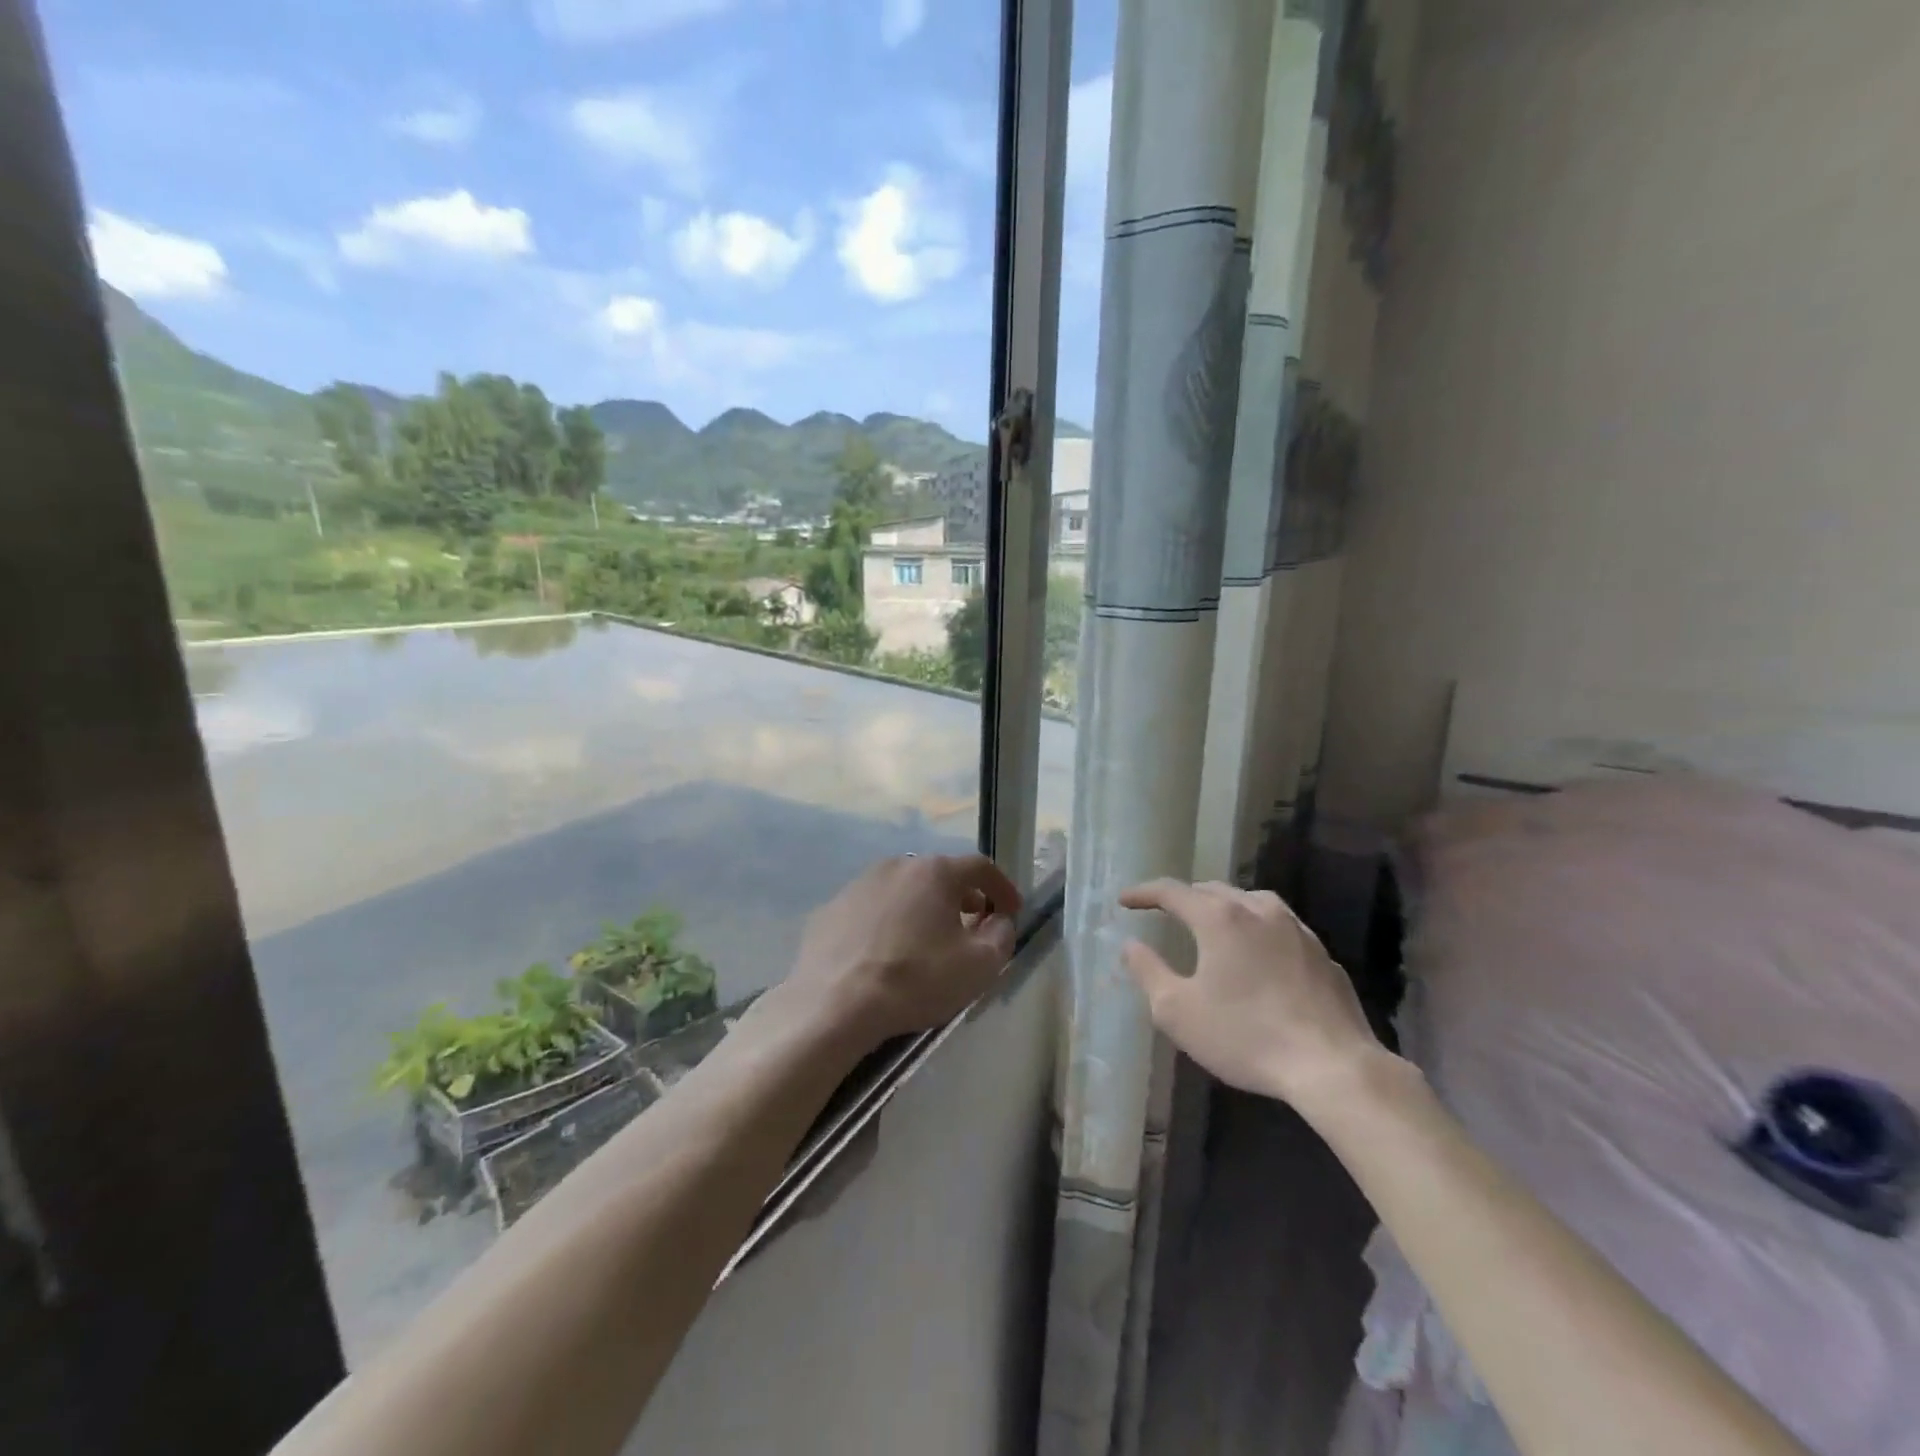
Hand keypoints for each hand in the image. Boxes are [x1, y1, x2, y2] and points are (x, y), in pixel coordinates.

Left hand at [785, 854, 1022, 1048]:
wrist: (834, 1004)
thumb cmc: (915, 980)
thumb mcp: (978, 965)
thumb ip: (1001, 936)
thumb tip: (999, 920)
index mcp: (934, 872)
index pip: (980, 867)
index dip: (1002, 887)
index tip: (1012, 910)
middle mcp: (896, 866)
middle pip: (939, 875)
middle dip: (962, 897)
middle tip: (973, 923)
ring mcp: (858, 885)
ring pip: (903, 890)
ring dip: (922, 908)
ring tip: (928, 939)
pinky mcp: (831, 909)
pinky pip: (872, 910)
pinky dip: (888, 922)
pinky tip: (886, 952)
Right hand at [1119, 880, 1382, 1111]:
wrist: (1334, 1067)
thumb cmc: (1246, 1036)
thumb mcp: (1178, 1012)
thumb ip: (1148, 972)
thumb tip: (1130, 945)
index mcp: (1219, 918)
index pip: (1172, 891)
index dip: (1143, 893)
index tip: (1124, 900)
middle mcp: (1258, 910)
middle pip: (1213, 889)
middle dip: (1185, 897)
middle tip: (1165, 911)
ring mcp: (1296, 929)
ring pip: (1251, 901)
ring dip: (1224, 907)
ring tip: (1212, 923)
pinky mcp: (1322, 953)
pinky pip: (1280, 927)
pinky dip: (1257, 929)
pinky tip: (1259, 954)